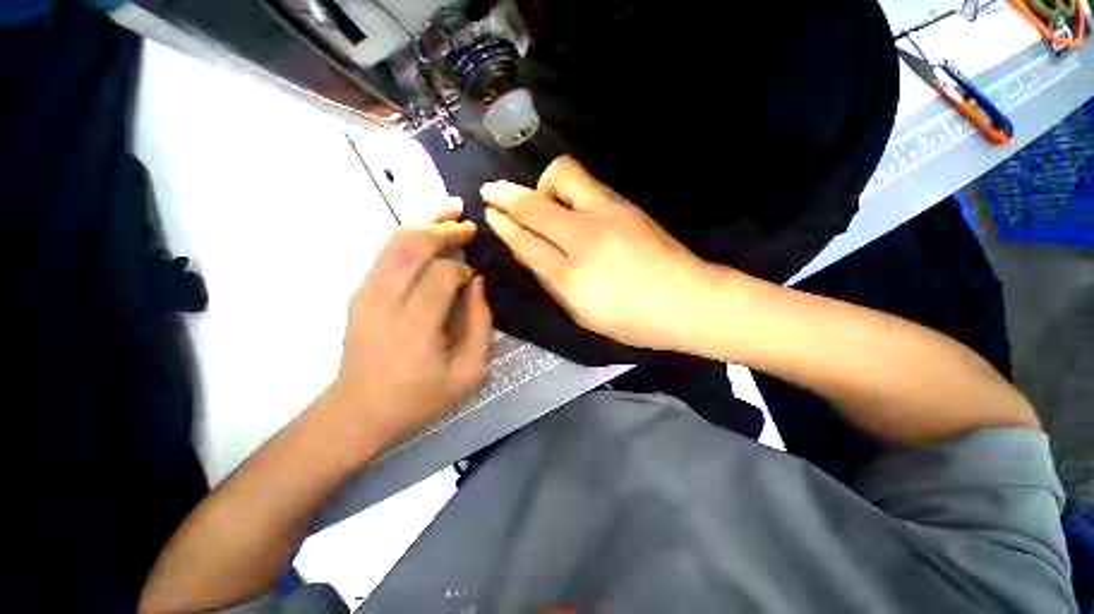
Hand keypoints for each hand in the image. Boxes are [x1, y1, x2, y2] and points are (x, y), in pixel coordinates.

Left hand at [323, 209, 491, 460]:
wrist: (359, 409)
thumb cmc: (419, 395)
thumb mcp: (468, 372)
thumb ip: (480, 325)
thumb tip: (478, 284)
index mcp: (415, 325)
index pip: (441, 274)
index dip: (462, 269)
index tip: (473, 278)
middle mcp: (384, 300)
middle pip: (414, 244)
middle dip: (445, 229)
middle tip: (468, 226)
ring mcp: (365, 292)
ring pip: (395, 239)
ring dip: (426, 222)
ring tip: (451, 212)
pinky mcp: (359, 290)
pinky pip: (385, 250)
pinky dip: (409, 233)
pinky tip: (427, 229)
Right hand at [481, 156, 716, 350]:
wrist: (688, 300)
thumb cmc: (633, 319)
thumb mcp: (582, 313)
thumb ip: (551, 281)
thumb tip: (526, 252)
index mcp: (571, 277)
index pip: (526, 241)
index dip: (504, 224)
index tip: (490, 212)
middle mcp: (585, 239)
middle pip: (535, 205)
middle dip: (506, 195)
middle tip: (491, 191)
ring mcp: (608, 214)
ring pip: (561, 177)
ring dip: (541, 186)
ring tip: (541, 203)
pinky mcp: (625, 204)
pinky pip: (584, 183)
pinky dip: (565, 190)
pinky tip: (567, 206)